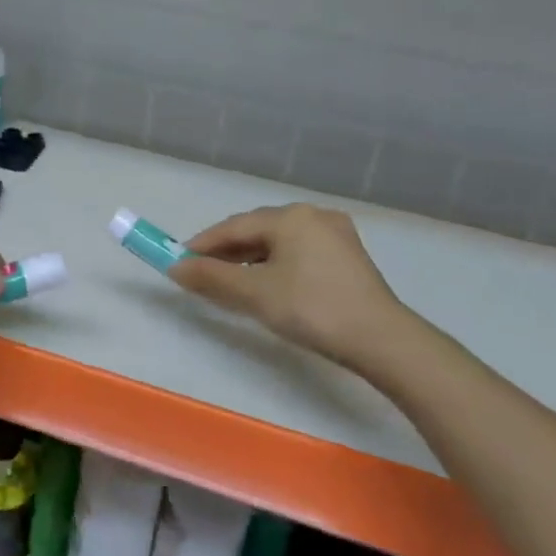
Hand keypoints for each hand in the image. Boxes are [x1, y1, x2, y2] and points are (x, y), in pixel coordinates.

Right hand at [167, 204, 409, 367]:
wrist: (381, 340)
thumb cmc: (311, 308)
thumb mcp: (254, 293)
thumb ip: (211, 277)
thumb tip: (174, 268)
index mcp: (290, 217)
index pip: (233, 227)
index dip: (201, 245)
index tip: (177, 262)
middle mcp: (313, 216)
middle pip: (256, 231)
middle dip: (225, 252)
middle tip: (200, 275)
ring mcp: (335, 234)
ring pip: (278, 243)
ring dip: (249, 260)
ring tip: (229, 284)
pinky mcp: (348, 256)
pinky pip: (298, 253)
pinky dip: (274, 266)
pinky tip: (265, 286)